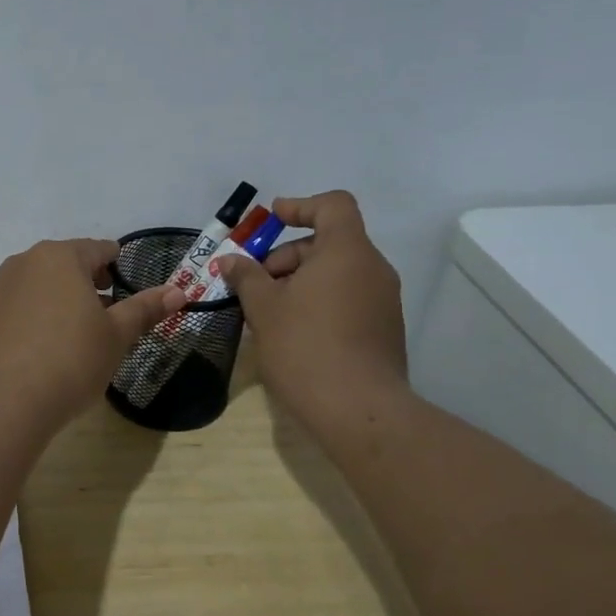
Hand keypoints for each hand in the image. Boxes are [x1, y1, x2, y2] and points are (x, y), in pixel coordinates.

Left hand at [0, 239, 182, 435]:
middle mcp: (26, 262)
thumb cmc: (70, 360)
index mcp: (61, 256)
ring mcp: (1, 288)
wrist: (2, 402)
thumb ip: (145, 309)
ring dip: (65, 300)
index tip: (130, 289)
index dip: (118, 266)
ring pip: (44, 285)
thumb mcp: (116, 336)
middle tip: (110, 315)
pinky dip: (41, 316)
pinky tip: (50, 348)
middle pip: (68, 264)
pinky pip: (24, 306)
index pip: (99, 249)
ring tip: (82, 334)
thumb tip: (178, 291)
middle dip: (91, 284)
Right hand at [213, 191, 408, 424]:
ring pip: (338, 273)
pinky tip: (293, 332)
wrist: (358, 409)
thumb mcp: (264, 308)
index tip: (271, 220)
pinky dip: (320, 302)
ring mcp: (384, 301)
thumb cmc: (305, 347)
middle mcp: (373, 269)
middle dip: (288, 256)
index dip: (300, 206)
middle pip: (330, 242)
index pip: (333, 205)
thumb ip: (246, 277)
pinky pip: (348, 299)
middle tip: (255, 284)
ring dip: (301, 282)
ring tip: (269, 312)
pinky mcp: (384, 329)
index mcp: (347, 252)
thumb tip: (230, 260)